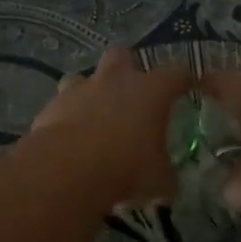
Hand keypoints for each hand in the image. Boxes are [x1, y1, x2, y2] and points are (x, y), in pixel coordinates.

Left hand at [29, 47, 194, 205]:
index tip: (187, 87)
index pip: (176, 73)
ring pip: (85, 77)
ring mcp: (81, 89)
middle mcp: (116, 80)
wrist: (68, 168)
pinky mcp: (52, 105)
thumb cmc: (126, 167)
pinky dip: (67, 117)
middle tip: (130, 94)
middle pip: (123, 55)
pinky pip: (62, 104)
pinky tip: (69, 138)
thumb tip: (169, 185)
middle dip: (126, 69)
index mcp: (151, 91)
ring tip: (94, 116)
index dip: (183, 80)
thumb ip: (165, 177)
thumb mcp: (158, 180)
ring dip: (90, 92)